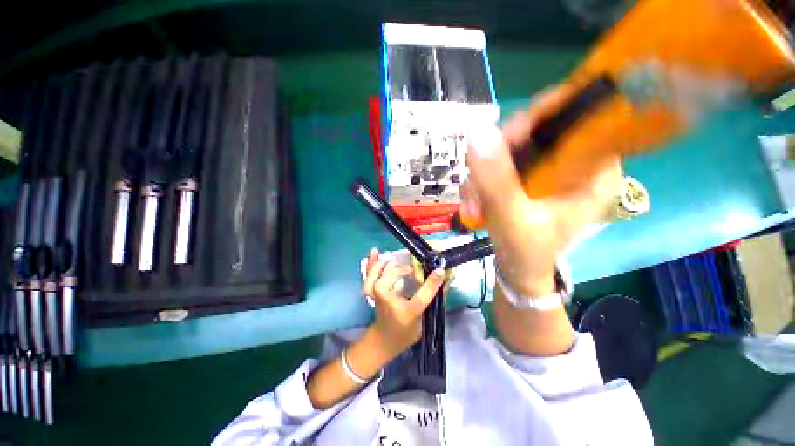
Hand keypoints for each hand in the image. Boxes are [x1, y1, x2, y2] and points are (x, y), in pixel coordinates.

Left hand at [362, 248, 445, 356]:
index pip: (421, 297)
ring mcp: (376, 295)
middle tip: (414, 269)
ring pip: (375, 275)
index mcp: (404, 313)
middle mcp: (388, 302)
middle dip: (403, 270)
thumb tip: (444, 278)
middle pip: (392, 281)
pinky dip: (371, 263)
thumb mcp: (424, 319)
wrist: (384, 340)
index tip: (440, 271)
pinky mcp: (371, 291)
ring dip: (384, 263)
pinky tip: (375, 252)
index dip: (431, 283)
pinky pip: (369, 275)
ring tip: (392, 256)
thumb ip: (435, 299)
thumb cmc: (405, 331)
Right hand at [461, 86, 621, 295]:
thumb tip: (478, 132)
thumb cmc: (527, 252)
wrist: (518, 269)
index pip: (574, 117)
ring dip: (483, 172)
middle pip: (535, 130)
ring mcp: (549, 168)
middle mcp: (576, 161)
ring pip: (512, 147)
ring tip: (472, 202)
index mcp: (596, 168)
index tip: (502, 141)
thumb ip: (497, 180)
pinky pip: (501, 162)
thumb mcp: (513, 218)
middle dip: (498, 155)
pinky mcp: (529, 176)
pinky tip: (474, 200)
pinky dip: (481, 180)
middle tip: (477, 181)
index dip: (536, 119)